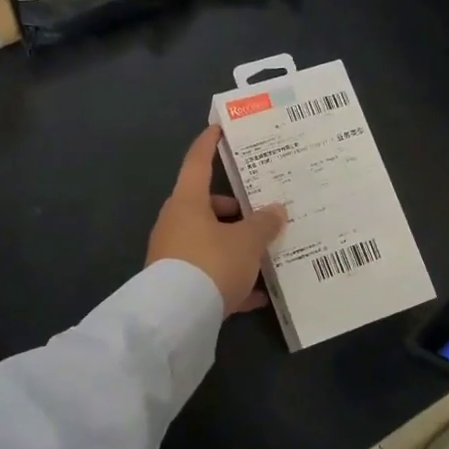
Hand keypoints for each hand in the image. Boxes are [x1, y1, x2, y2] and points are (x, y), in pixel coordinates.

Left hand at [147, 126, 287, 314]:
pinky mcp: (176, 284)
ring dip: (234, 245)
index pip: (197, 162)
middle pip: (206, 206)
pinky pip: (209, 273)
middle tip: (261, 212)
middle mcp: (176, 223)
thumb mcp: (247, 242)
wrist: (175, 319)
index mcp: (188, 202)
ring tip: (265, 254)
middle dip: (234, 209)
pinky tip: (257, 295)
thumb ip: (263, 224)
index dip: (208, 144)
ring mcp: (173, 255)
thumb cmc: (211, 263)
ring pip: (209, 240)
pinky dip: (231, 279)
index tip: (217, 129)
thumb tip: (275, 210)